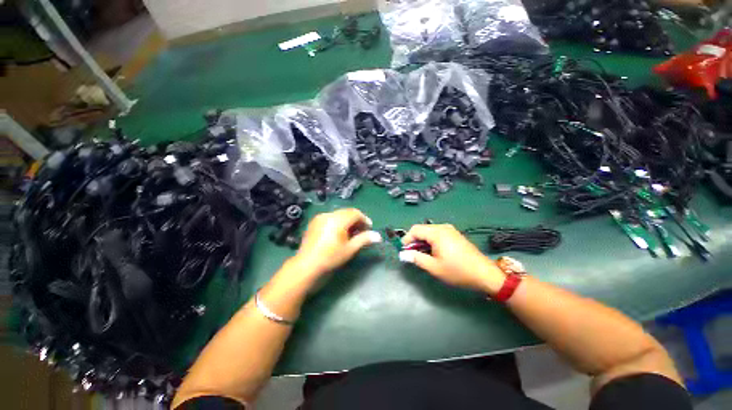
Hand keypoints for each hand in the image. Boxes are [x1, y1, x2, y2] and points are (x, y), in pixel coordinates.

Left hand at [289, 208, 380, 282]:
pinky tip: (338, 233)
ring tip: (351, 233)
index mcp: (338, 220)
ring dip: (347, 221)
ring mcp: (320, 217)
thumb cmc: (330, 258)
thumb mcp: (350, 249)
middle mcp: (328, 214)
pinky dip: (338, 222)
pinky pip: (330, 217)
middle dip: (356, 220)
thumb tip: (378, 236)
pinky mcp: (314, 222)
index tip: (369, 228)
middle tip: (362, 231)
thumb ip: (364, 239)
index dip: (364, 219)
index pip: (355, 213)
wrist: (306, 265)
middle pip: (347, 212)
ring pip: (339, 214)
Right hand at [400, 224, 504, 294]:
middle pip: (422, 229)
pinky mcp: (455, 235)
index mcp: (437, 233)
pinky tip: (433, 252)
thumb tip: (403, 255)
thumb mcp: (434, 267)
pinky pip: (437, 234)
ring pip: (429, 231)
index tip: (404, 251)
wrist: (485, 274)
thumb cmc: (458, 271)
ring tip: (422, 255)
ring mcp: (450, 230)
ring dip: (422, 241)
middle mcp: (443, 227)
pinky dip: (431, 241)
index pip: (415, 230)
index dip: (406, 239)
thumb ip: (416, 258)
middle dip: (414, 241)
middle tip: (412, 254)